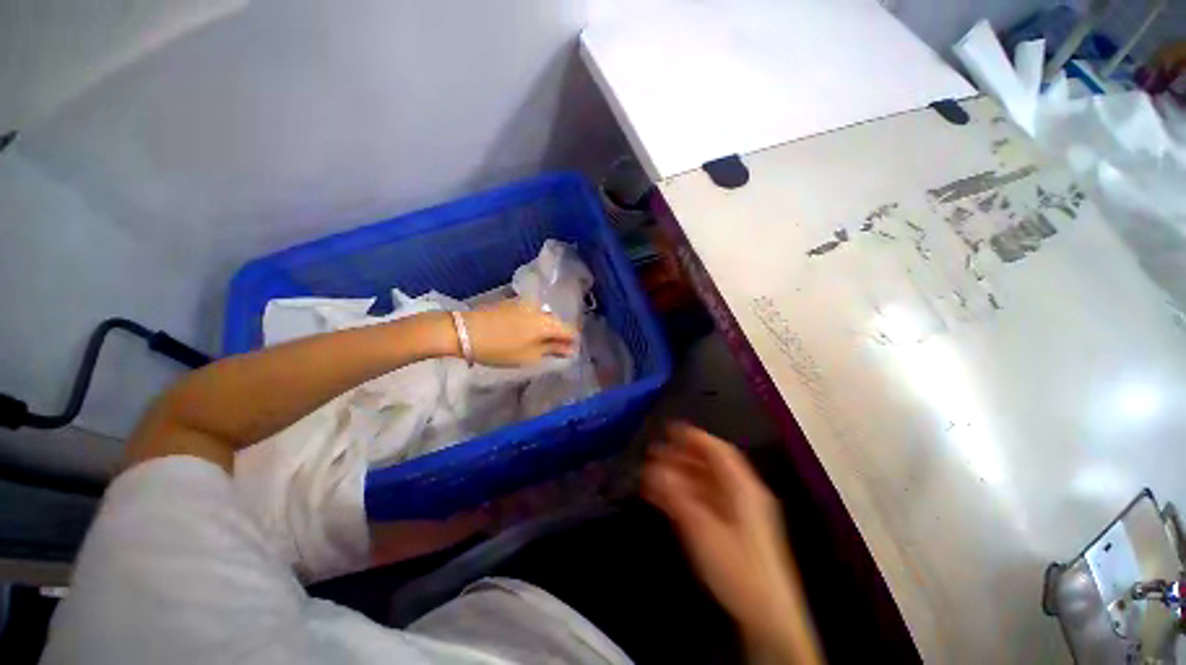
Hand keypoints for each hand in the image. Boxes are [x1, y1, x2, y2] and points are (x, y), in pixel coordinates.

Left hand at [460, 299, 576, 366]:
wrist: (464, 331)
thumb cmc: (500, 348)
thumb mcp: (528, 356)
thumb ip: (552, 350)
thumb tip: (570, 349)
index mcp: (547, 322)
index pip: (571, 330)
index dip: (572, 343)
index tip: (567, 354)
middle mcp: (540, 308)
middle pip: (557, 322)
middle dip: (558, 336)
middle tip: (552, 351)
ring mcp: (525, 303)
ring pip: (543, 317)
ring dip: (544, 330)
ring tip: (536, 343)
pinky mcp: (511, 302)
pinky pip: (530, 313)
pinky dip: (532, 323)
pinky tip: (522, 333)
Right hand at [642, 422, 821, 663]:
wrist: (766, 617)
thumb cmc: (737, 567)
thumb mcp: (702, 528)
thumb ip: (677, 496)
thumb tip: (653, 469)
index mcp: (743, 488)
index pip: (718, 450)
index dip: (694, 436)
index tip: (669, 429)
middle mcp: (742, 494)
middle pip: (710, 465)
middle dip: (681, 455)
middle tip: (655, 452)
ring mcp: (737, 512)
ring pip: (705, 483)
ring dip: (679, 475)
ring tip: (652, 474)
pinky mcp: (731, 529)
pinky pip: (704, 502)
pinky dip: (684, 495)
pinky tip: (664, 497)